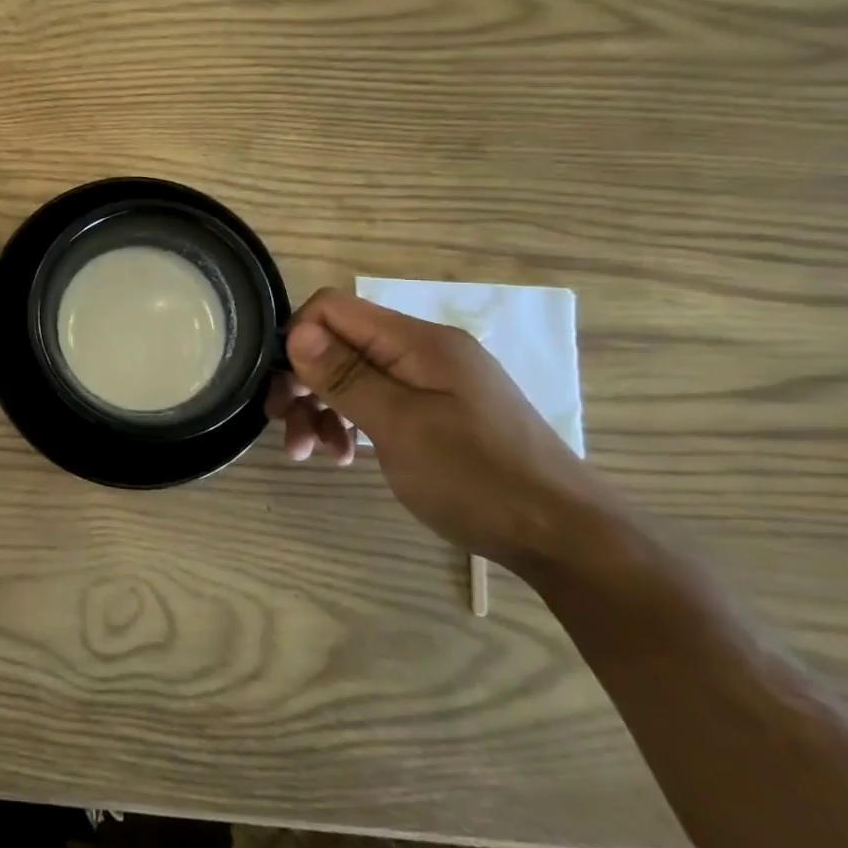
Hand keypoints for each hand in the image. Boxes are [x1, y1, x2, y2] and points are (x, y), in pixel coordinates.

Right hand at [269, 288, 616, 570]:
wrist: (564, 538)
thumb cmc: (477, 478)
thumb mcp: (400, 426)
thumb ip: (346, 375)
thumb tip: (296, 331)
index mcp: (419, 342)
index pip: (334, 308)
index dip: (299, 339)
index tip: (286, 388)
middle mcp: (424, 352)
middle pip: (340, 344)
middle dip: (304, 381)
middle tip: (282, 423)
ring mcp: (433, 383)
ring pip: (354, 376)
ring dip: (322, 409)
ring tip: (309, 453)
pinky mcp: (437, 412)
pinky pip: (378, 402)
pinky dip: (351, 424)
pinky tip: (345, 456)